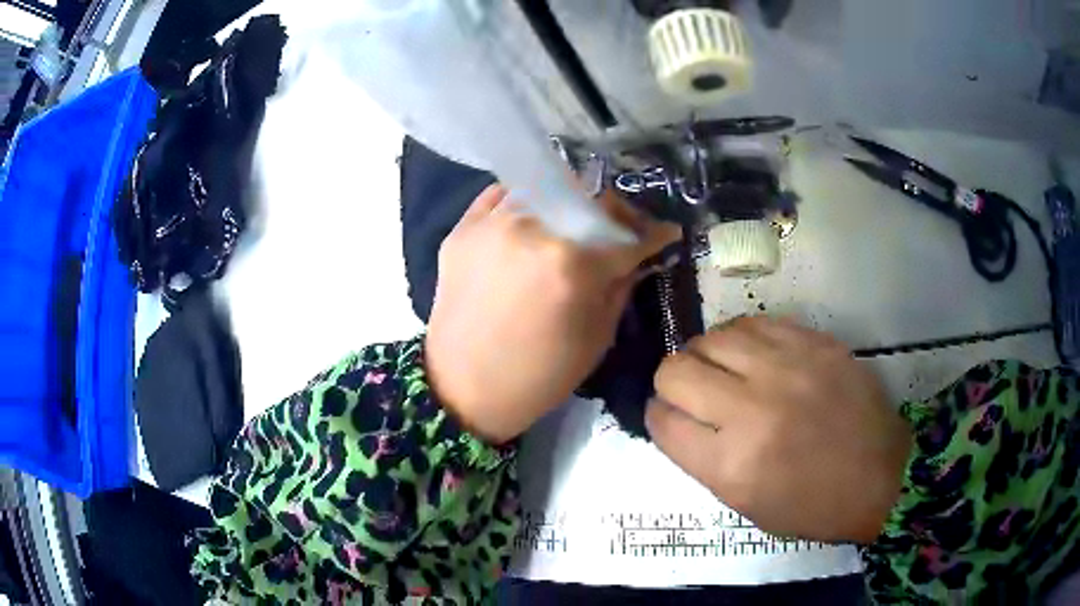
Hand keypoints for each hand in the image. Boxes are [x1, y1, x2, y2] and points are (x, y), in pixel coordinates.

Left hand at [426, 185, 680, 443]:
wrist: (463, 388)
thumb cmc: (538, 376)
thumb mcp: (596, 339)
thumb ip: (620, 287)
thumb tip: (635, 256)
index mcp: (572, 264)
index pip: (626, 235)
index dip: (653, 235)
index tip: (665, 233)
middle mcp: (532, 229)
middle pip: (587, 198)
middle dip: (613, 213)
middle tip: (618, 229)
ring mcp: (492, 224)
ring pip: (543, 189)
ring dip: (566, 205)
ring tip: (570, 225)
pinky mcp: (462, 228)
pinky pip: (500, 196)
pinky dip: (522, 203)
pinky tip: (530, 219)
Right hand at [647, 316, 911, 543]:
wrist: (879, 475)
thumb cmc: (810, 504)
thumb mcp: (744, 503)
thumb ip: (702, 459)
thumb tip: (675, 417)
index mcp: (731, 464)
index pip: (663, 421)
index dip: (657, 416)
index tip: (667, 416)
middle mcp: (752, 410)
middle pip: (675, 370)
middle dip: (671, 382)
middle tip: (690, 392)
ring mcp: (786, 369)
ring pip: (711, 337)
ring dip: (705, 355)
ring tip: (721, 370)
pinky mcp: (812, 343)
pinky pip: (753, 323)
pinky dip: (740, 339)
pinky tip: (751, 354)